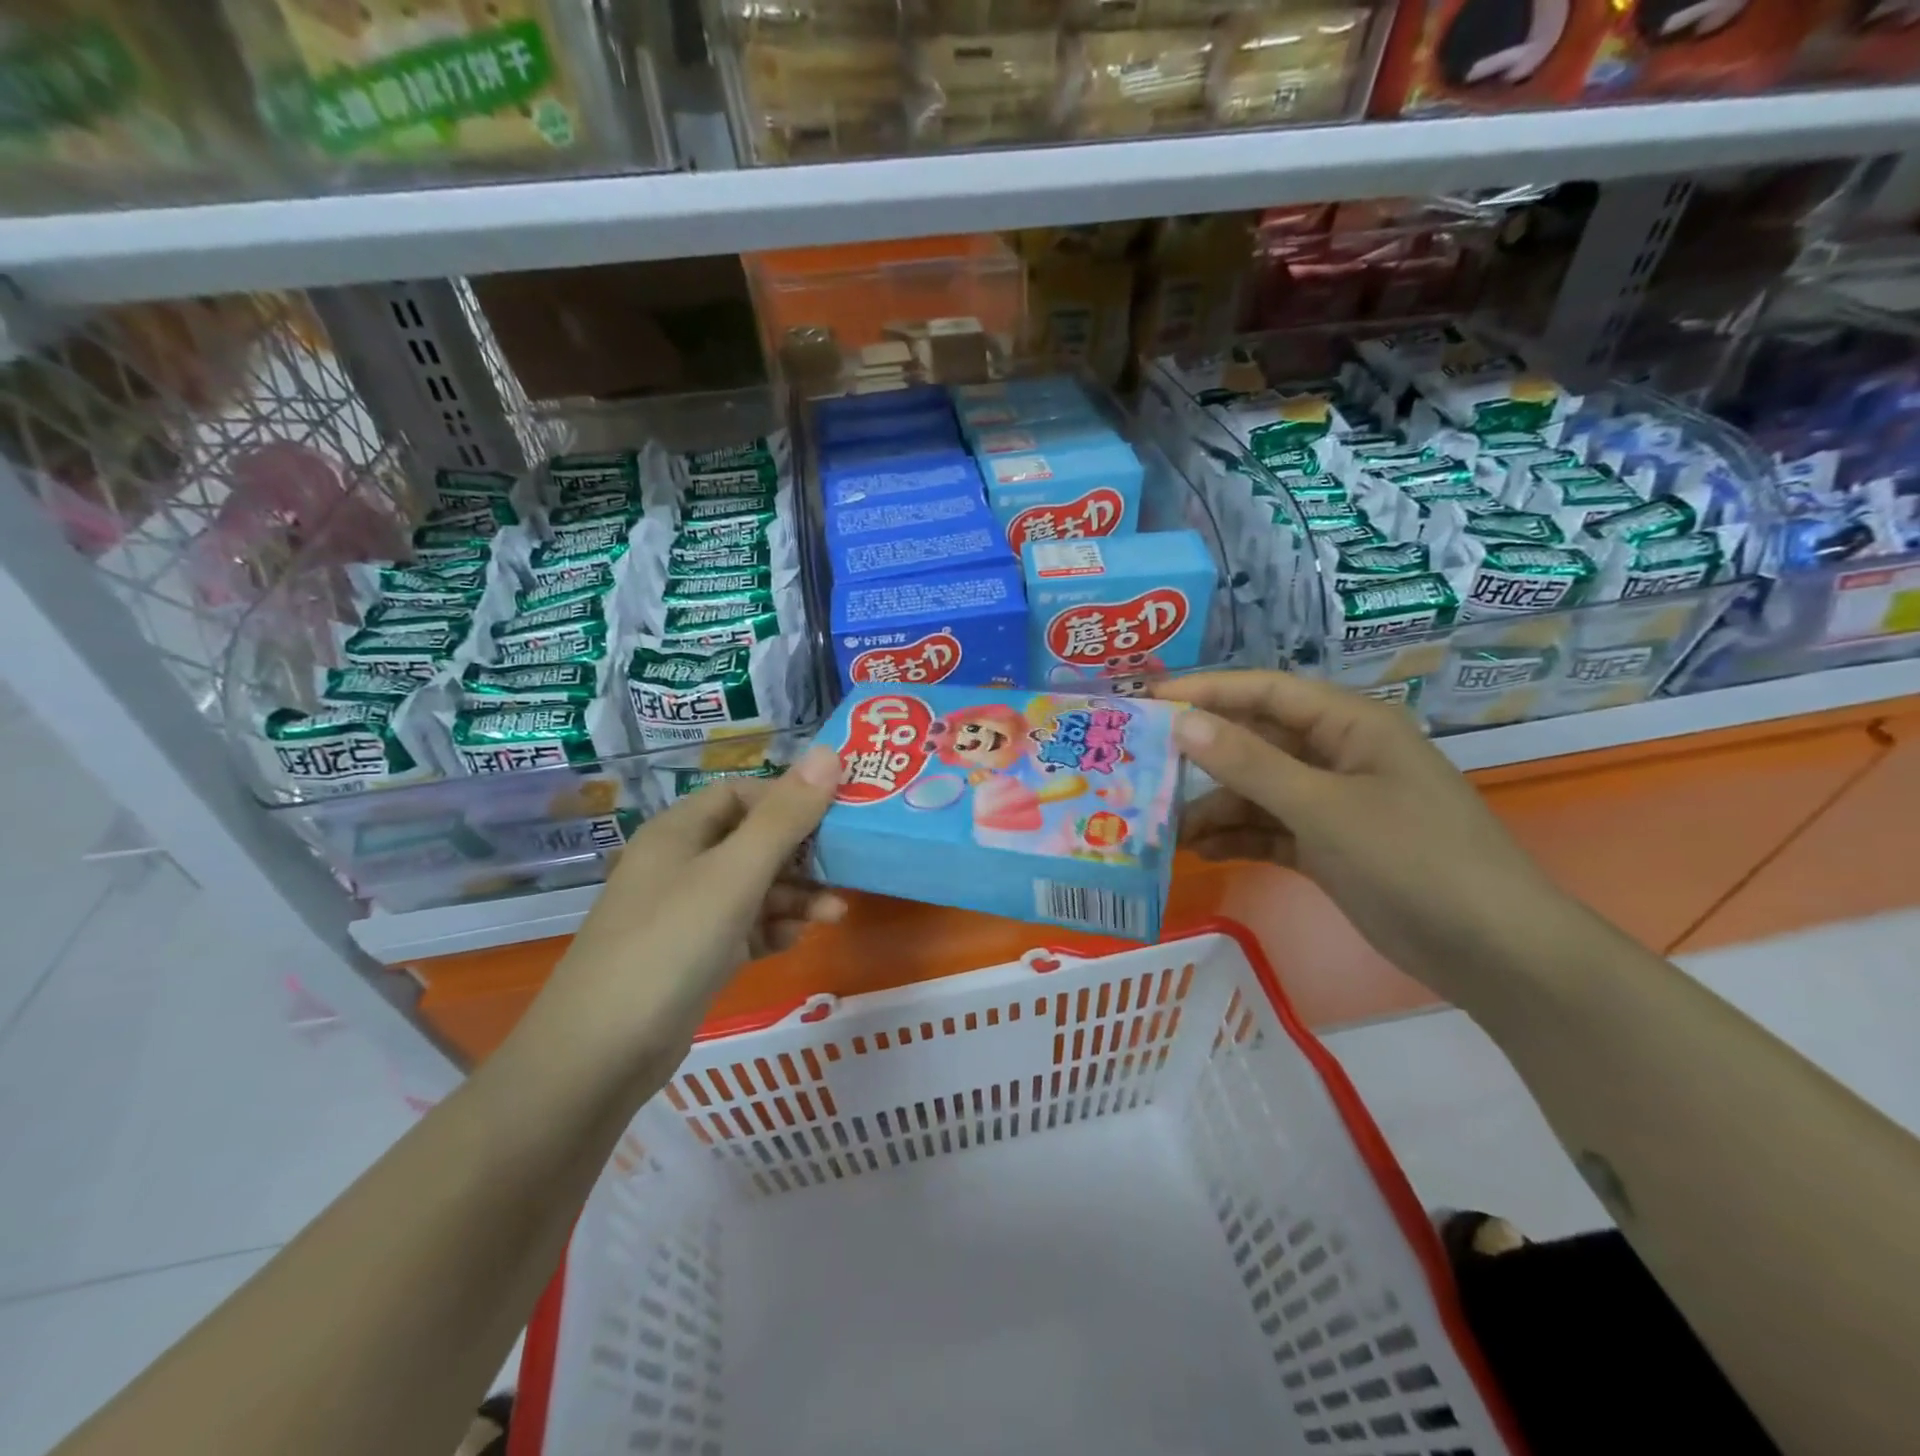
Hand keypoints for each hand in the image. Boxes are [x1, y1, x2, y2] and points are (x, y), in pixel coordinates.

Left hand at [533, 744, 847, 1071]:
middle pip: (752, 840)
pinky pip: (742, 927)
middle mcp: (679, 864)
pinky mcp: (692, 955)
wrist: (600, 1056)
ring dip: (795, 895)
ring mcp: (684, 913)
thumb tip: (829, 752)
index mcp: (679, 831)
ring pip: (752, 887)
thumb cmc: (670, 945)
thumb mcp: (735, 874)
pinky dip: (771, 929)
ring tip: (836, 913)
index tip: (836, 813)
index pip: (741, 793)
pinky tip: (794, 941)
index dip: (788, 797)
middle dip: (801, 852)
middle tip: (848, 865)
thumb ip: (785, 817)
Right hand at [1152, 671, 1568, 996]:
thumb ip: (1249, 764)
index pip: (1265, 692)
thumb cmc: (1414, 859)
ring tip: (1165, 827)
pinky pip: (1270, 830)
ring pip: (1258, 791)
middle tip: (1142, 768)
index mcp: (1350, 726)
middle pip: (1256, 742)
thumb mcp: (1324, 807)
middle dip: (1203, 756)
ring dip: (1216, 807)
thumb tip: (1181, 722)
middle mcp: (1338, 756)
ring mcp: (1334, 804)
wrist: (1492, 952)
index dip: (1207, 691)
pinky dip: (1238, 838)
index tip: (1148, 701)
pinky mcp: (1329, 847)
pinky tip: (1200, 851)